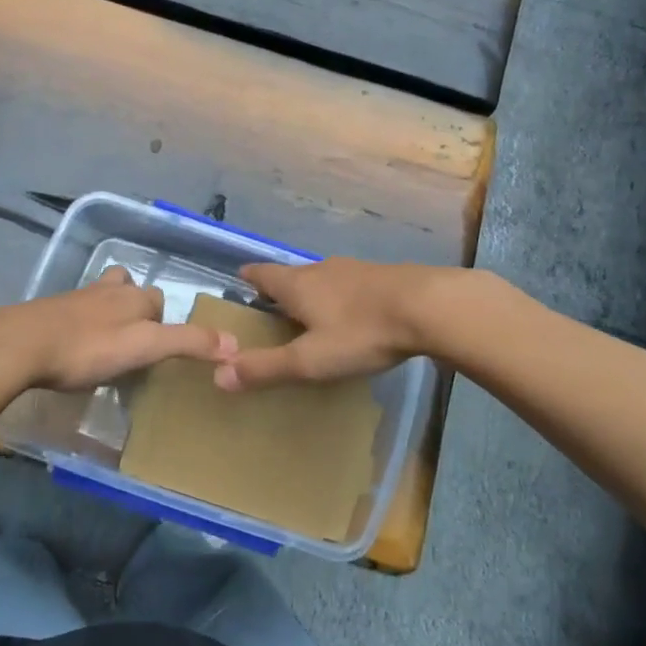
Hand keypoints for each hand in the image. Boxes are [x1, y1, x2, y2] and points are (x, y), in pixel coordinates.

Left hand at [9, 266, 236, 390]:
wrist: (22, 345)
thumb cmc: (89, 347)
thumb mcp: (145, 347)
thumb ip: (188, 343)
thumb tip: (235, 343)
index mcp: (134, 296)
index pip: (159, 299)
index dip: (163, 321)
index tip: (158, 348)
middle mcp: (108, 289)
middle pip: (129, 288)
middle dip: (136, 307)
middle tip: (135, 341)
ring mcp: (75, 298)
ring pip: (101, 295)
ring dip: (107, 310)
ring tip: (107, 339)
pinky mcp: (49, 312)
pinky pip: (74, 313)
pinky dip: (80, 323)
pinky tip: (74, 346)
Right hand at [214, 258, 450, 390]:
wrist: (427, 306)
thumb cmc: (360, 332)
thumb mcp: (310, 359)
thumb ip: (266, 368)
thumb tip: (218, 375)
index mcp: (297, 285)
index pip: (262, 274)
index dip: (249, 278)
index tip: (240, 283)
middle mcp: (321, 269)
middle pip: (292, 276)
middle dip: (280, 290)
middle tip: (272, 311)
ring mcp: (354, 269)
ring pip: (322, 278)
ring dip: (312, 293)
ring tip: (310, 316)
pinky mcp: (382, 276)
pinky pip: (350, 284)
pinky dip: (341, 297)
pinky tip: (352, 315)